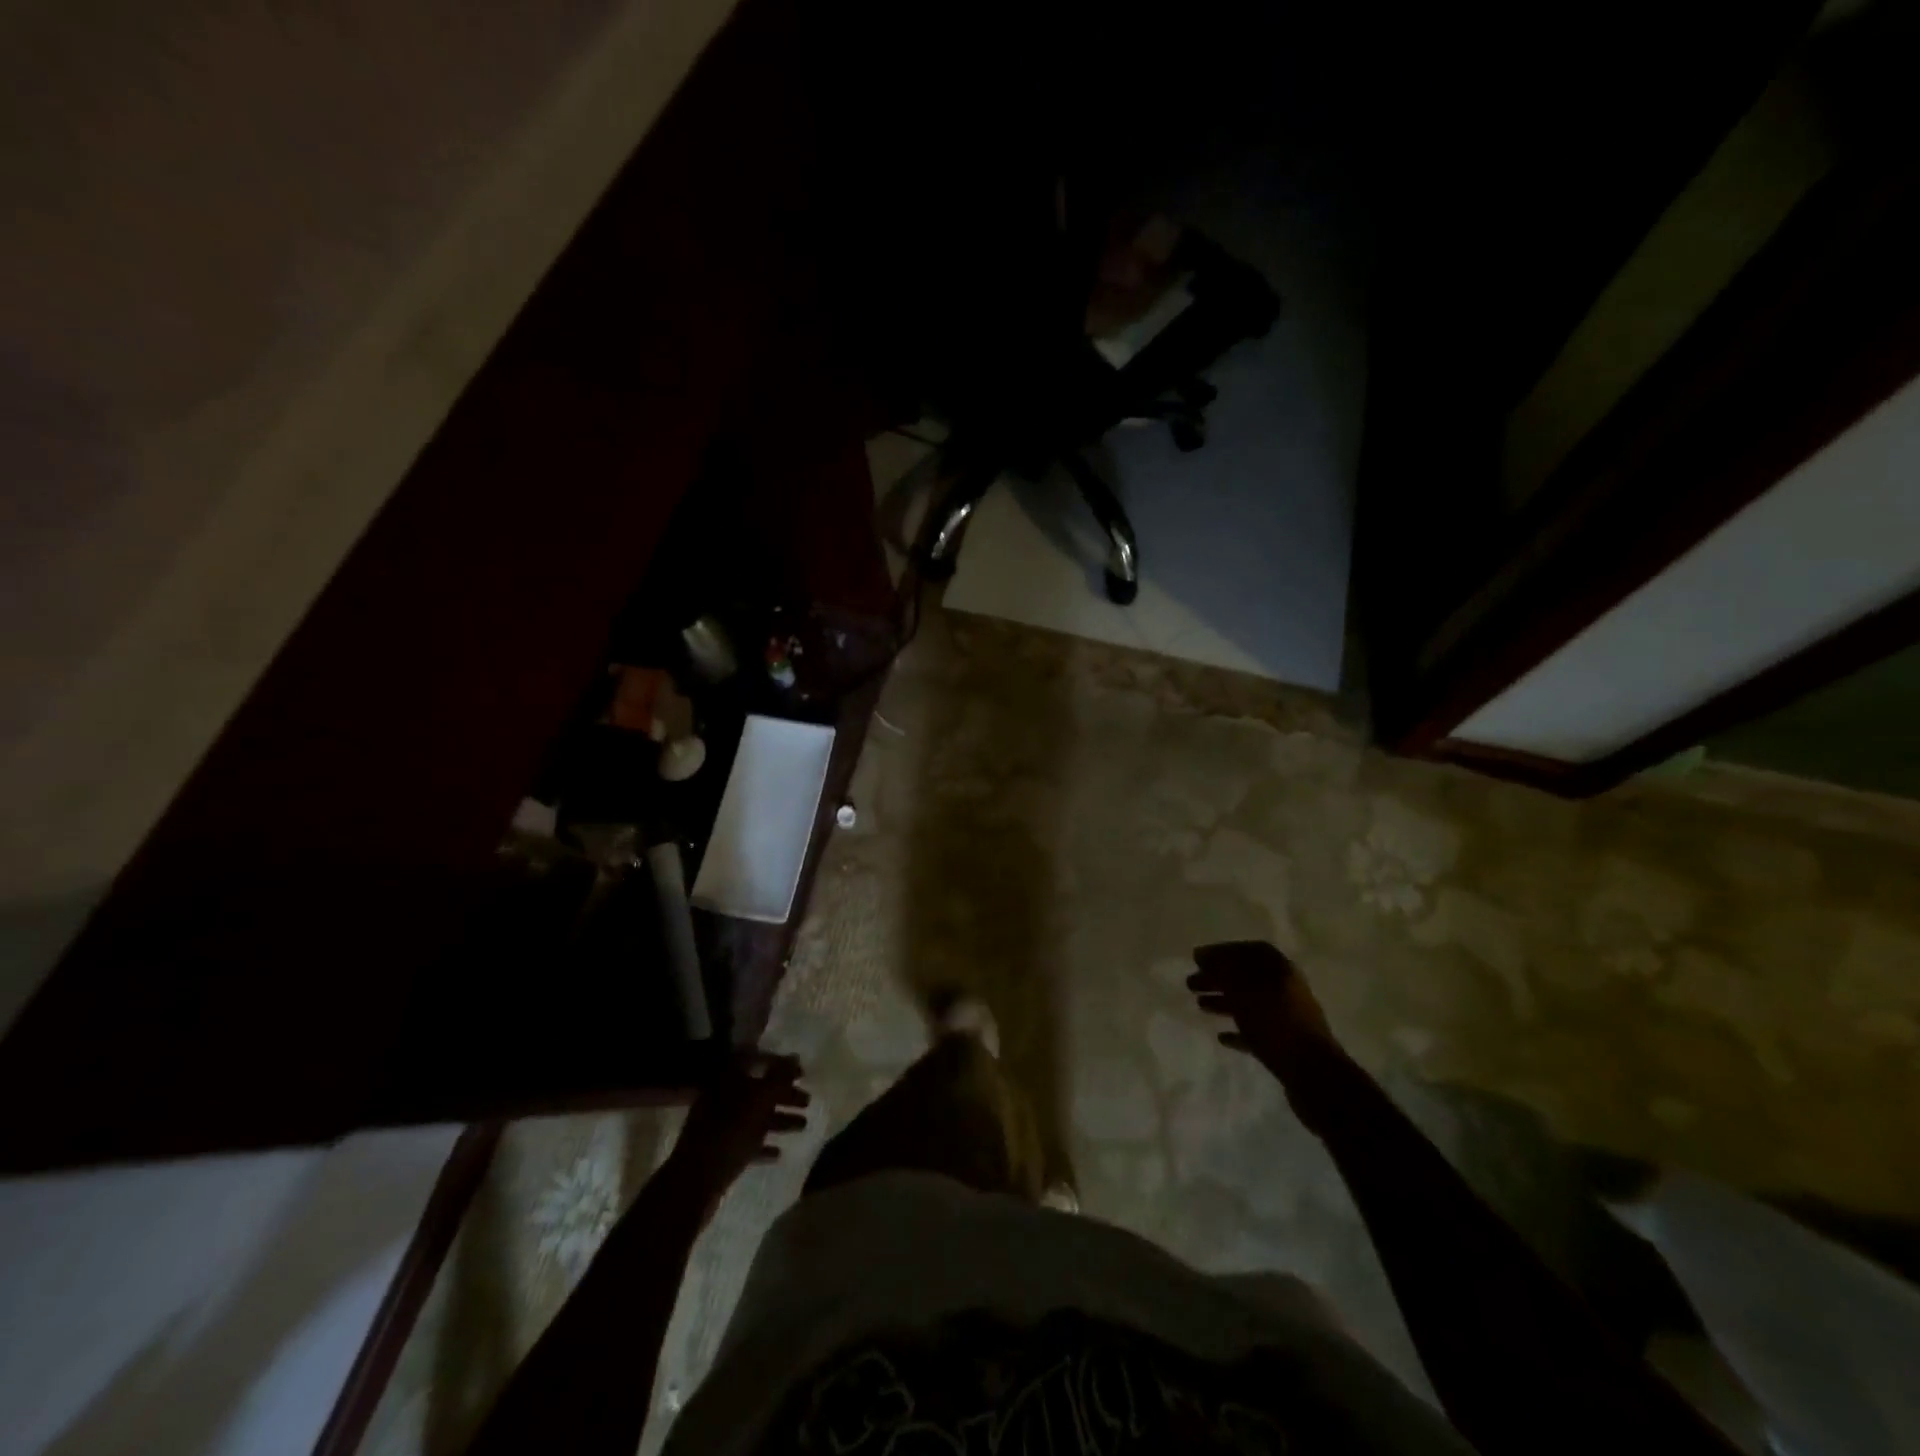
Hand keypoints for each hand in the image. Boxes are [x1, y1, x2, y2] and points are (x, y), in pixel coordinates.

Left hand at [667, 1053, 809, 1213]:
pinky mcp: (718, 1152)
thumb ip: (779, 1078)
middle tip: (808, 1101)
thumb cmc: (729, 1134)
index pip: (755, 1059)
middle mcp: (721, 1097)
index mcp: (727, 1079)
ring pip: (754, 1117)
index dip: (779, 1064)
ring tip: (803, 1126)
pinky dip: (763, 1145)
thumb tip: (795, 1056)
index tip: (802, 1074)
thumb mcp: (759, 1102)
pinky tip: (779, 1153)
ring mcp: (718, 1126)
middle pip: (757, 1090)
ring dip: (779, 1120)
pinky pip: (745, 1143)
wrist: (693, 1184)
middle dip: (784, 1095)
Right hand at [1187, 941, 1333, 1072]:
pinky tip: (1222, 1037)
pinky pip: (1257, 1031)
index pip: (1250, 950)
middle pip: (1247, 977)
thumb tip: (1203, 955)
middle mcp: (1286, 989)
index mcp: (1281, 970)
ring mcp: (1287, 1018)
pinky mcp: (1285, 1044)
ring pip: (1250, 1003)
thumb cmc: (1275, 1023)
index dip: (1223, 951)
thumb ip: (1222, 969)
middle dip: (1218, 978)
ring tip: (1200, 1006)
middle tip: (1191, 984)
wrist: (1314, 1075)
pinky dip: (1238, 1031)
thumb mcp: (1243, 989)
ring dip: (1224, 1002)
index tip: (1198, 959)